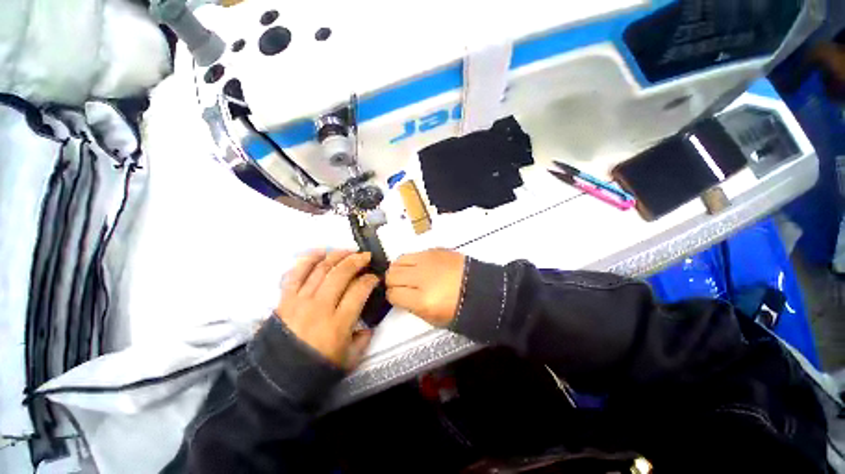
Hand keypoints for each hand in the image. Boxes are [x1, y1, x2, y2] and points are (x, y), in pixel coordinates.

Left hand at [276, 250, 379, 368]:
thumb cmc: (317, 369)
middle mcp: (320, 307)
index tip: (376, 277)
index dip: (370, 279)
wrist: (277, 380)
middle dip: (357, 261)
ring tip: (348, 251)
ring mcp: (300, 301)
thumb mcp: (350, 359)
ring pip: (321, 269)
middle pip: (341, 274)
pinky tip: (321, 252)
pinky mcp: (285, 299)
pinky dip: (309, 259)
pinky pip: (297, 273)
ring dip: (337, 256)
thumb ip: (364, 340)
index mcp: (339, 323)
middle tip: (366, 256)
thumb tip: (369, 324)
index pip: (359, 290)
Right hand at [385, 249, 465, 326]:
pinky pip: (413, 253)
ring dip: (399, 269)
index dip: (393, 297)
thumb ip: (411, 307)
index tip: (398, 297)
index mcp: (423, 300)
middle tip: (401, 286)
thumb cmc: (460, 308)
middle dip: (392, 283)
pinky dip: (411, 261)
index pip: (393, 294)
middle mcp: (423, 277)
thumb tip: (399, 295)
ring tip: (407, 275)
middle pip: (392, 275)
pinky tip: (419, 267)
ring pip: (398, 261)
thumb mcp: (433, 318)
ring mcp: (429, 260)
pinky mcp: (435, 250)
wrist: (481, 289)